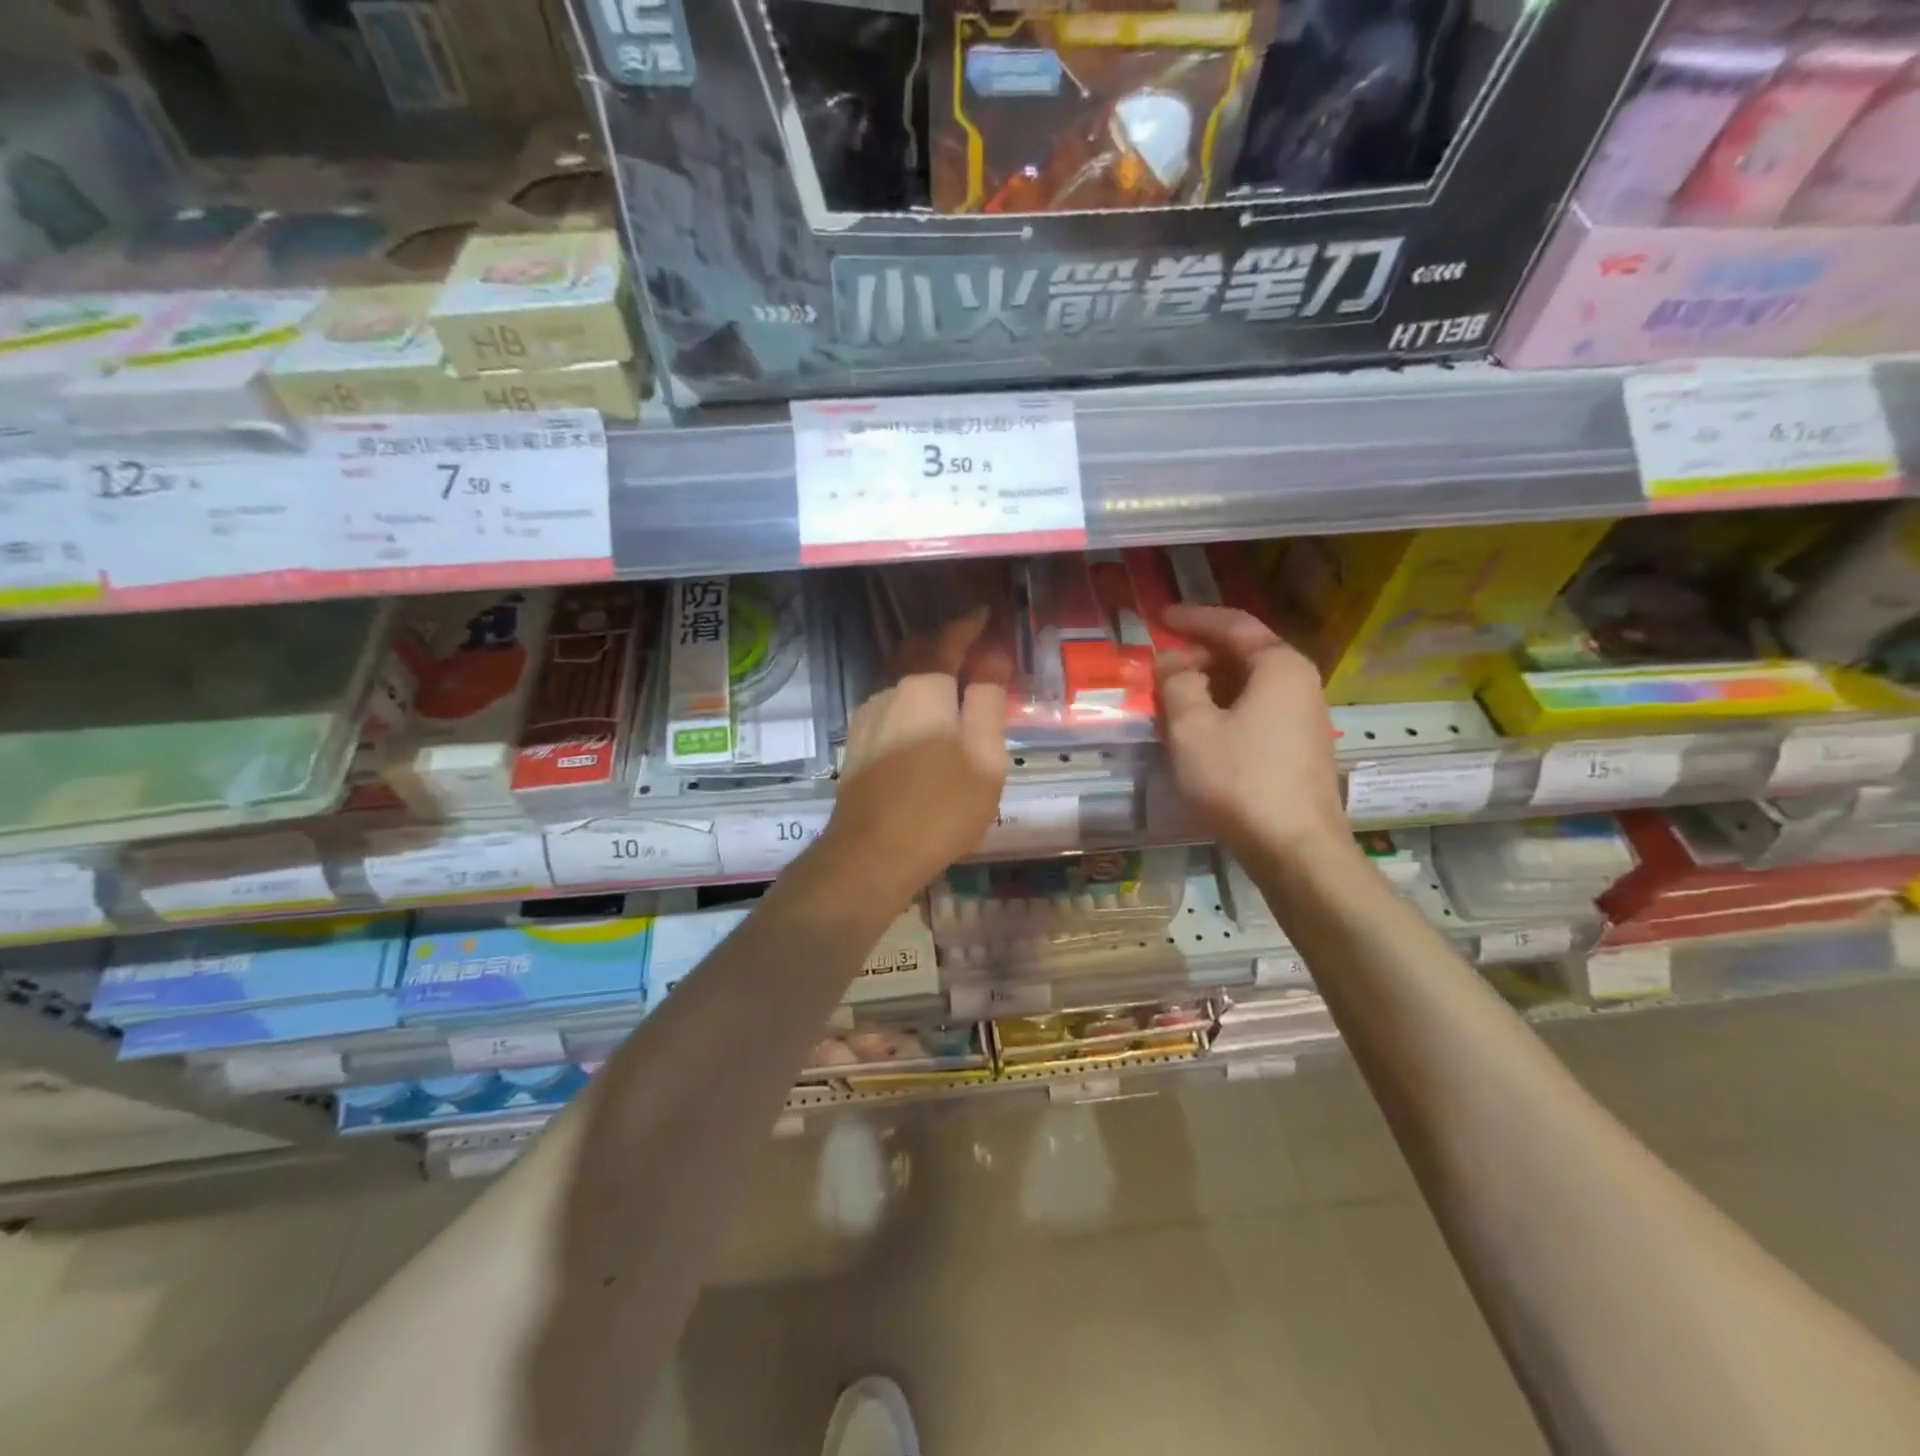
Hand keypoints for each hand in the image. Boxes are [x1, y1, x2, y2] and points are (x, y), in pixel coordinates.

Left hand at [825, 608, 1009, 897]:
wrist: (870, 855)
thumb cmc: (940, 806)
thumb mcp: (984, 756)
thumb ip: (988, 701)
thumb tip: (993, 658)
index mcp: (924, 687)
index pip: (949, 639)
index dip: (970, 625)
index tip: (988, 614)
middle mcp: (889, 691)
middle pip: (917, 652)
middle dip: (945, 641)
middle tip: (972, 642)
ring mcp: (867, 716)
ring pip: (899, 677)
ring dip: (926, 668)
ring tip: (952, 676)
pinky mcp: (857, 742)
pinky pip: (889, 700)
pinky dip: (911, 693)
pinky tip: (922, 712)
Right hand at [1156, 604, 1347, 870]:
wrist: (1295, 849)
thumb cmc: (1239, 779)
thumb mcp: (1192, 727)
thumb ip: (1177, 684)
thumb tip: (1173, 663)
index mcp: (1279, 666)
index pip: (1233, 624)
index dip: (1192, 618)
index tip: (1158, 617)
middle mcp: (1300, 683)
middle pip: (1243, 654)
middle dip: (1198, 656)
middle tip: (1159, 668)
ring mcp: (1304, 718)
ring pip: (1248, 686)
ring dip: (1208, 686)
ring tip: (1171, 699)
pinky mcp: (1299, 749)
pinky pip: (1256, 712)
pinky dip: (1224, 709)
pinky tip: (1198, 731)